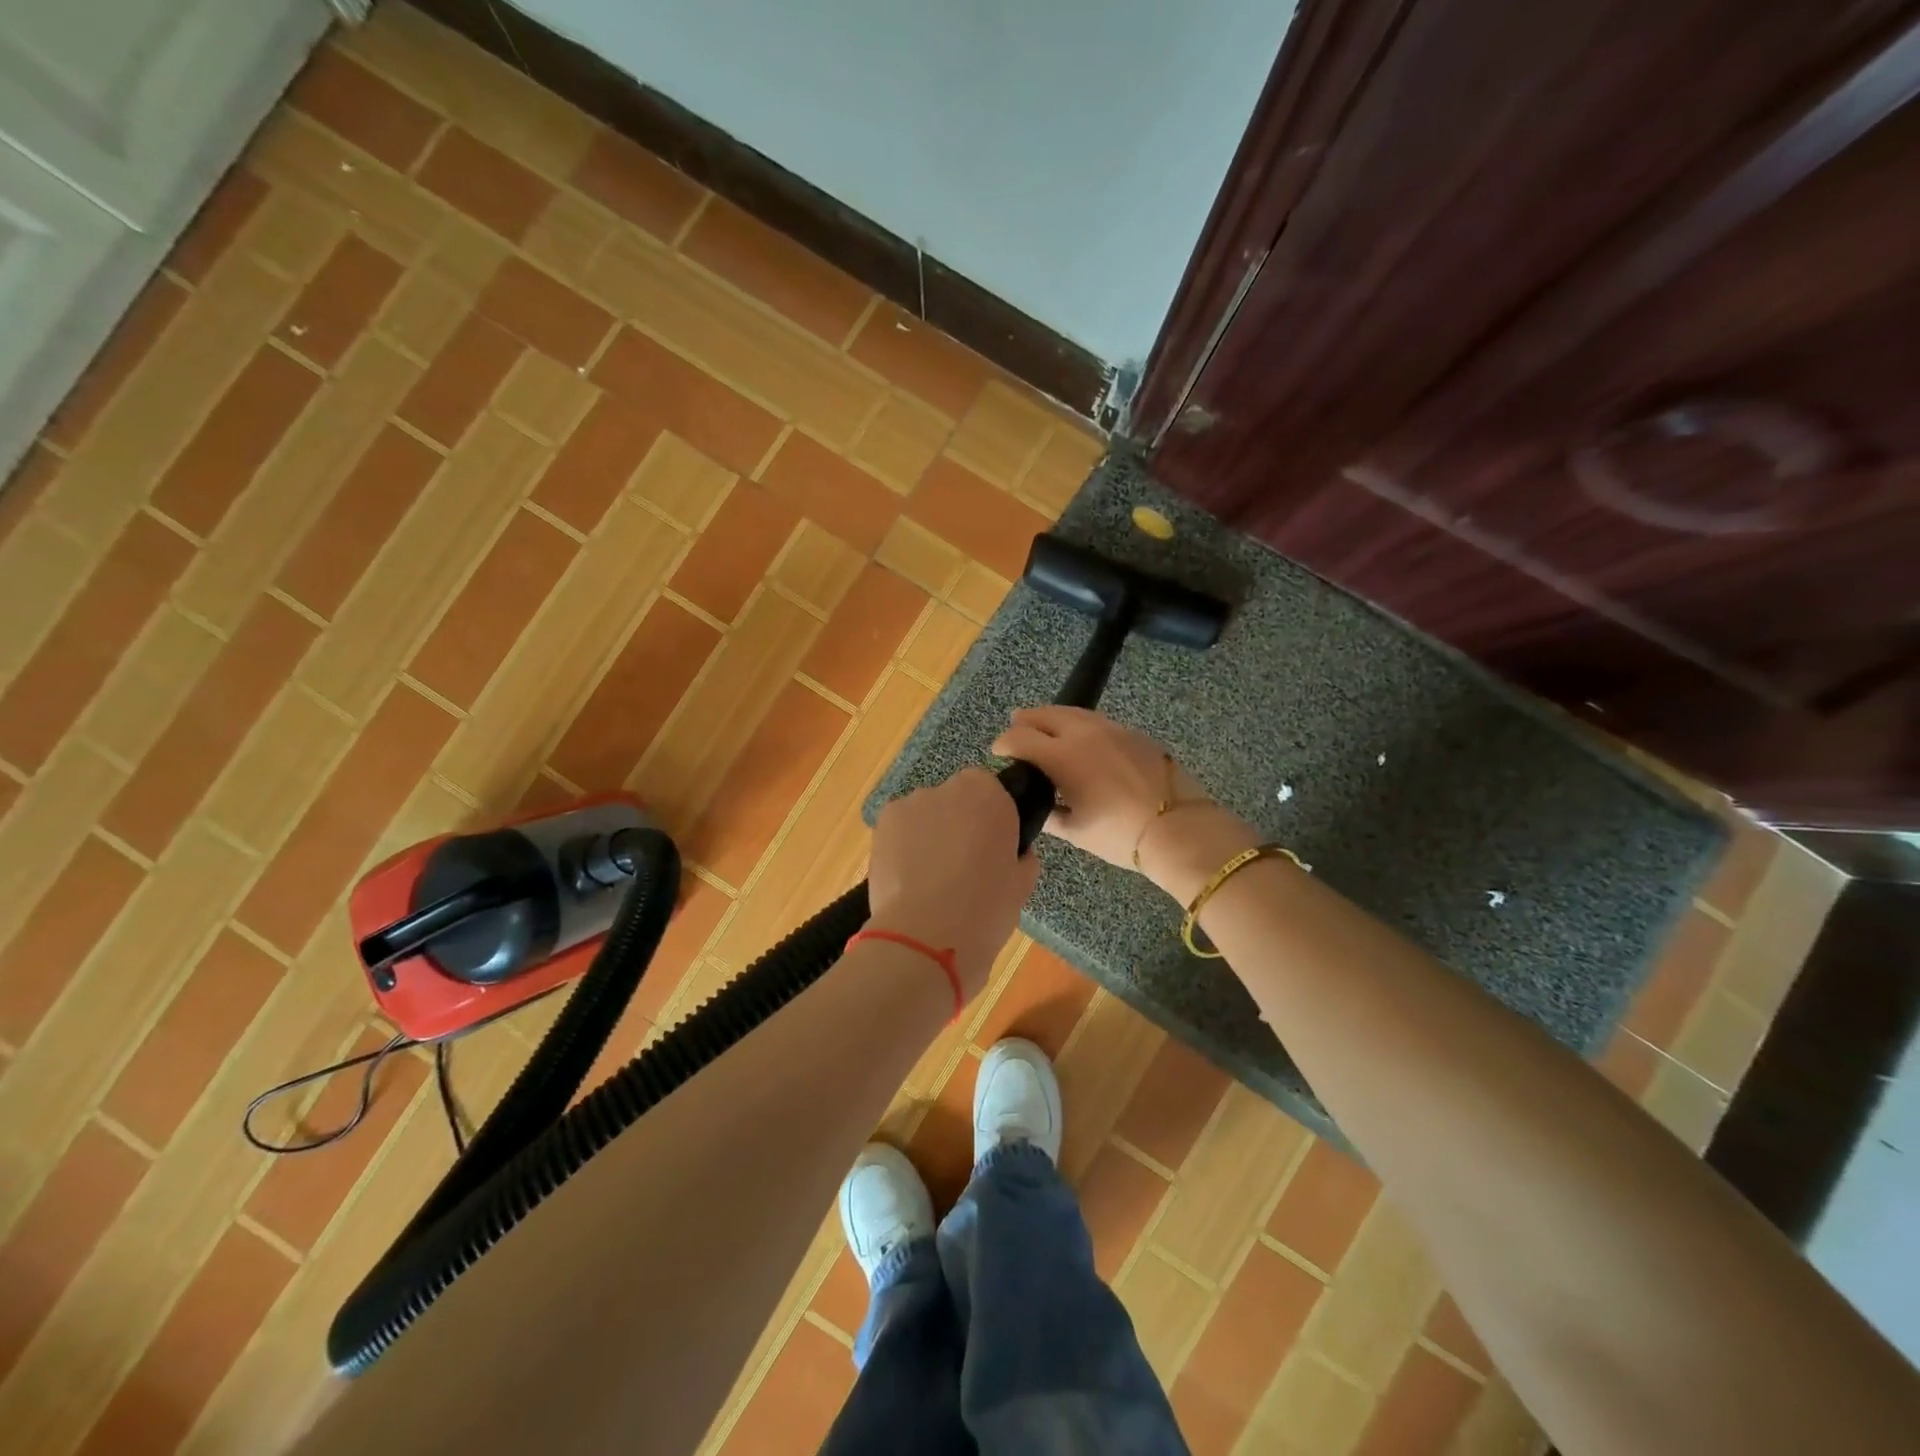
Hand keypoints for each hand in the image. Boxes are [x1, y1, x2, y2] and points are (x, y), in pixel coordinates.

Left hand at [867, 768, 1041, 999]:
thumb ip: (1021, 856)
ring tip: (929, 877)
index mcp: (989, 795)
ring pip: (924, 814)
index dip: (990, 819)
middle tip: (962, 864)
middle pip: (955, 799)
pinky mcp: (882, 825)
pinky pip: (899, 829)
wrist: (928, 936)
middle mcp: (948, 789)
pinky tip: (908, 878)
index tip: (991, 847)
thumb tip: (1014, 852)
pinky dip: (903, 846)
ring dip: (929, 834)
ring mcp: (911, 804)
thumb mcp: (1022, 883)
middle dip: (958, 823)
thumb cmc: (986, 909)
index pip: (990, 790)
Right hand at [991, 706, 1255, 902]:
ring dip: (1052, 717)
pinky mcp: (1133, 734)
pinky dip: (1078, 724)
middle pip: (1045, 714)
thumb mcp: (1076, 831)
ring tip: (1042, 724)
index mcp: (1063, 757)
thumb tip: (1037, 806)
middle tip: (1015, 729)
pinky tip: (1079, 737)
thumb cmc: (1120, 835)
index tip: (997, 752)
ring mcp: (1112, 729)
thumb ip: (1050, 815)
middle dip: (1025, 721)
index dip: (1003, 743)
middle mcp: (1083, 733)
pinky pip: (1096, 721)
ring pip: (1073, 713)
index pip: (1020, 738)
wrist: (1179, 827)